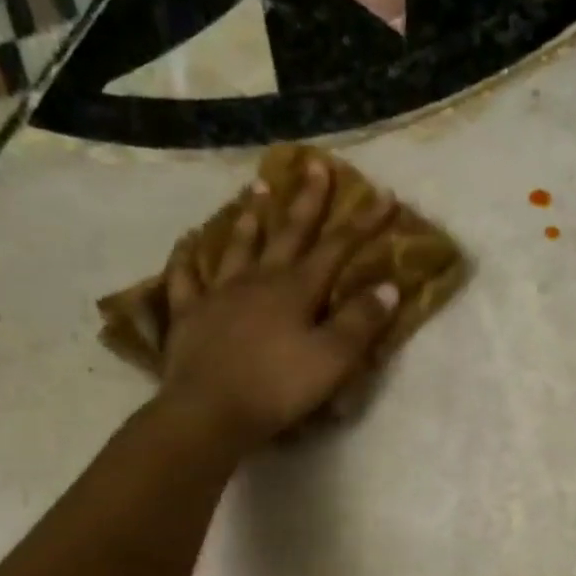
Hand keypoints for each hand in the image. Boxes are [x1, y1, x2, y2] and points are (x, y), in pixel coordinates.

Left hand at [157, 157, 398, 447]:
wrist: (210, 411)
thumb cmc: (279, 387)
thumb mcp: (334, 359)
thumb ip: (361, 322)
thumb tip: (388, 287)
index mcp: (296, 290)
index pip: (337, 248)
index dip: (363, 223)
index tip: (384, 195)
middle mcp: (258, 281)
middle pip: (287, 233)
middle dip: (306, 200)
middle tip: (314, 164)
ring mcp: (219, 294)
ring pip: (238, 246)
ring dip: (251, 218)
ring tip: (257, 190)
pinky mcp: (190, 315)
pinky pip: (186, 278)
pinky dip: (188, 258)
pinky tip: (189, 244)